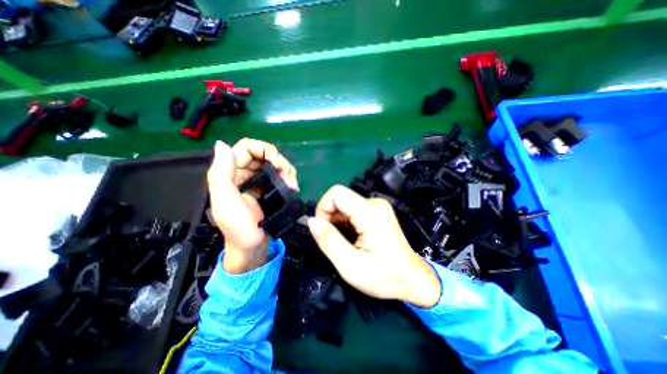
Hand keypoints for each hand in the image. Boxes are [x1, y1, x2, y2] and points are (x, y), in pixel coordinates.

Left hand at [208, 139, 297, 272]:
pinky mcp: (265, 188)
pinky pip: (278, 174)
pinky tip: (292, 187)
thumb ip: (221, 175)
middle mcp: (241, 173)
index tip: (278, 164)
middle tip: (289, 178)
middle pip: (263, 154)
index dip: (264, 150)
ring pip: (272, 163)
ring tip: (293, 186)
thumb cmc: (241, 230)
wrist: (253, 249)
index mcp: (229, 174)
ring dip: (286, 171)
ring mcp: (255, 180)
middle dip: (279, 162)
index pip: (246, 148)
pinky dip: (287, 177)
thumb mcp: (228, 204)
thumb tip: (222, 144)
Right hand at [307, 185, 441, 308]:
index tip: (323, 229)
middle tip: (333, 240)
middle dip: (330, 217)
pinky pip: (353, 210)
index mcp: (370, 213)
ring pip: (345, 204)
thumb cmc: (384, 276)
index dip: (323, 208)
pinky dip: (345, 222)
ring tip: (344, 242)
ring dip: (337, 221)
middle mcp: (374, 203)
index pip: (336, 193)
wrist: (412, 279)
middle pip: (340, 198)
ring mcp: (377, 206)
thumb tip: (311, 220)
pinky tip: (352, 238)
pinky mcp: (377, 211)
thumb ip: (328, 240)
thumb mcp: (350, 265)